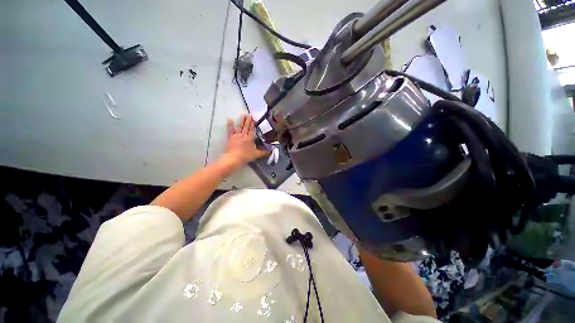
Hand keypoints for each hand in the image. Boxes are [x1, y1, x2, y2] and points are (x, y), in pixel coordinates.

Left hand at [222, 114, 269, 167]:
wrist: (234, 158)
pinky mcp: (231, 138)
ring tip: (243, 115)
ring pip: (240, 126)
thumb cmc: (246, 156)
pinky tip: (230, 119)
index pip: (252, 129)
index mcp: (250, 138)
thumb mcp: (256, 154)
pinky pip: (230, 130)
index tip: (254, 119)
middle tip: (249, 114)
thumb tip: (271, 151)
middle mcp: (244, 135)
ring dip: (242, 121)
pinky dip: (230, 125)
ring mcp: (237, 135)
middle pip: (246, 126)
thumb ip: (264, 152)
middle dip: (248, 120)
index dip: (253, 123)